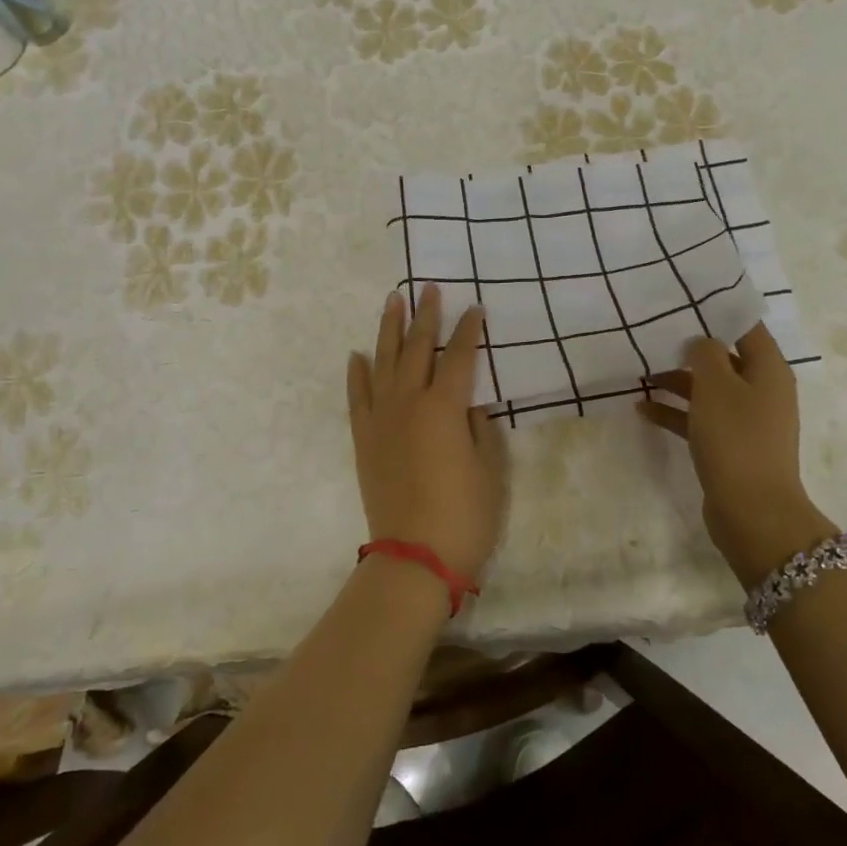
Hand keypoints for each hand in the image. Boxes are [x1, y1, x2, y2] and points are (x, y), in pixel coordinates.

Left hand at [347, 284, 507, 582]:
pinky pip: (357, 396)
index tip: (475, 309)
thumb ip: (481, 427)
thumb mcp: (490, 469)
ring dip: (388, 329)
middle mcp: (409, 403)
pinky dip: (356, 373)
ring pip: (383, 362)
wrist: (414, 556)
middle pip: (417, 349)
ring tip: (392, 300)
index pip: (459, 357)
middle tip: (429, 289)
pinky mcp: (363, 438)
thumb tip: (470, 404)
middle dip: (425, 316)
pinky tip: (357, 354)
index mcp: (445, 407)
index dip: (470, 332)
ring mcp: (381, 419)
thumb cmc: (464, 515)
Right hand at [638, 323, 834, 585]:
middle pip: (724, 359)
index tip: (683, 302)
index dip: (717, 313)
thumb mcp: (716, 386)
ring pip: (709, 390)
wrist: (752, 511)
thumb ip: (705, 354)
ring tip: (640, 373)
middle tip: (653, 336)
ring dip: (677, 382)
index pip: (745, 328)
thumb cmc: (736, 438)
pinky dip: (675, 413)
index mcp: (768, 370)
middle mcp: (762, 391)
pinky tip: (643, 409)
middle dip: (689, 349)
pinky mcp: (730, 447)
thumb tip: (701, 342)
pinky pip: (700, 420)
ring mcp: (746, 421)